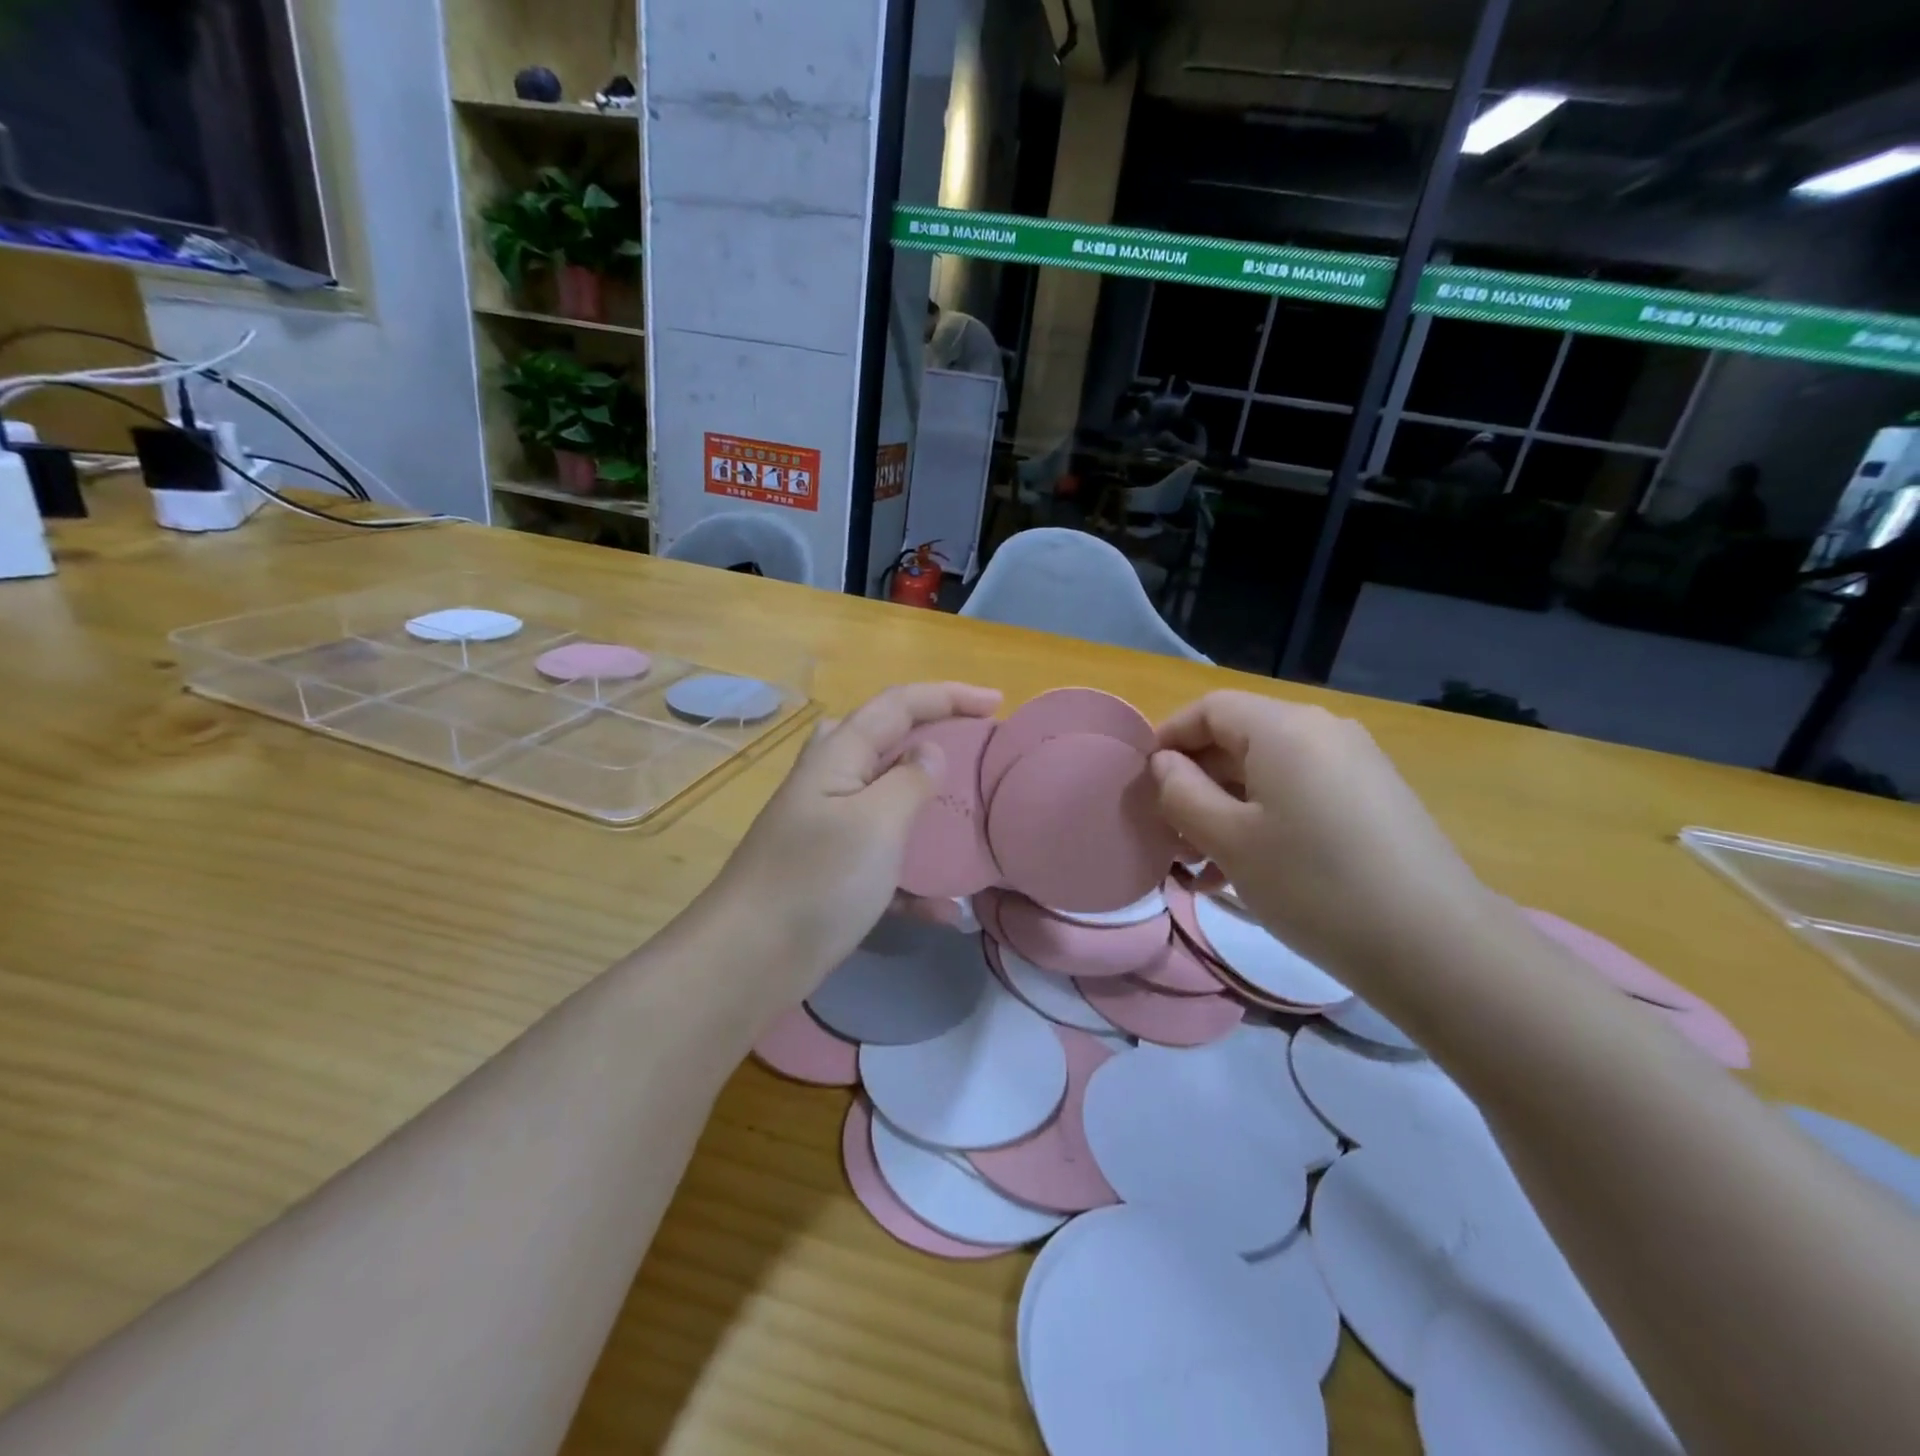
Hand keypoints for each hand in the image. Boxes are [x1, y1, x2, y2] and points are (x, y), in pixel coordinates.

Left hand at [703, 682, 1000, 1007]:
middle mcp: (830, 783)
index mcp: (839, 757)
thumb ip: (910, 780)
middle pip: (883, 739)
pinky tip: (945, 910)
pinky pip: (882, 861)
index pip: (898, 704)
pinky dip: (914, 877)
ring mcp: (827, 829)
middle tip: (971, 747)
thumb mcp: (876, 823)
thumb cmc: (817, 881)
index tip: (998, 702)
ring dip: (925, 803)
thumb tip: (929, 751)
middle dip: (930, 733)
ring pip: (884, 798)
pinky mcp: (830, 874)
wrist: (748, 961)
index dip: (949, 695)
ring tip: (965, 817)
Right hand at [1150, 691, 1495, 990]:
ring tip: (1199, 865)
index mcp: (1284, 728)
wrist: (1436, 947)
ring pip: (1267, 773)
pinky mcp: (1373, 801)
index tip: (1142, 783)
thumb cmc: (1314, 885)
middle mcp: (1322, 731)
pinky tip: (1244, 871)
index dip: (1169, 738)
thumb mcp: (1229, 839)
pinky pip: (1300, 795)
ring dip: (1225, 809)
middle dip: (1195, 783)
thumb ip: (1181, 793)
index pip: (1209, 709)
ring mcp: (1354, 765)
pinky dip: (1264, 821)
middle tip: (1167, 834)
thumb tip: (1165, 765)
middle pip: (1238, 740)